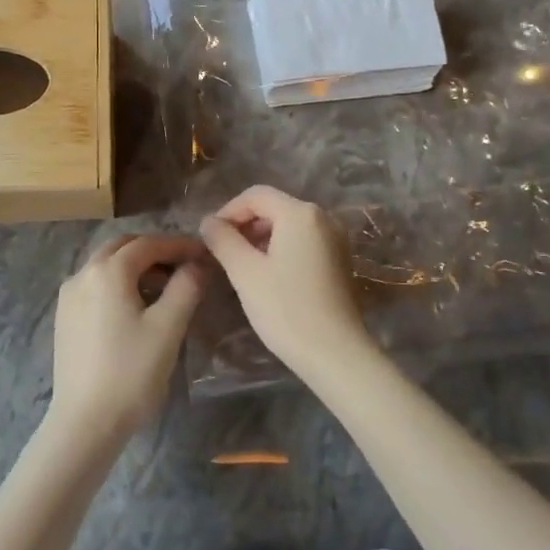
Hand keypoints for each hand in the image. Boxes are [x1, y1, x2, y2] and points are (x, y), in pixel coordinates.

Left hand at [49, 234, 206, 439]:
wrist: (84, 422)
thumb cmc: (131, 372)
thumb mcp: (168, 327)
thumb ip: (186, 287)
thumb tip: (196, 264)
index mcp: (108, 271)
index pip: (148, 244)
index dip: (179, 245)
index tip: (204, 254)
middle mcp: (83, 274)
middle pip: (123, 247)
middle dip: (154, 251)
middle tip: (184, 266)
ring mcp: (69, 296)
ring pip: (106, 265)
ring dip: (135, 267)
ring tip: (164, 288)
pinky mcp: (65, 317)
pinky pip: (95, 285)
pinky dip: (118, 283)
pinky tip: (135, 307)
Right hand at [198, 186, 374, 375]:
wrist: (336, 353)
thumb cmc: (286, 309)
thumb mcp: (245, 272)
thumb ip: (223, 240)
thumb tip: (208, 222)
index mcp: (300, 213)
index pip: (255, 195)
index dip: (228, 211)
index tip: (210, 238)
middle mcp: (323, 217)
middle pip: (274, 207)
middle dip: (245, 225)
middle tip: (223, 253)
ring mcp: (336, 239)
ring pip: (289, 225)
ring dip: (261, 238)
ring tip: (242, 266)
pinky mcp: (340, 260)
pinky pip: (304, 242)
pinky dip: (282, 249)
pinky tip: (269, 276)